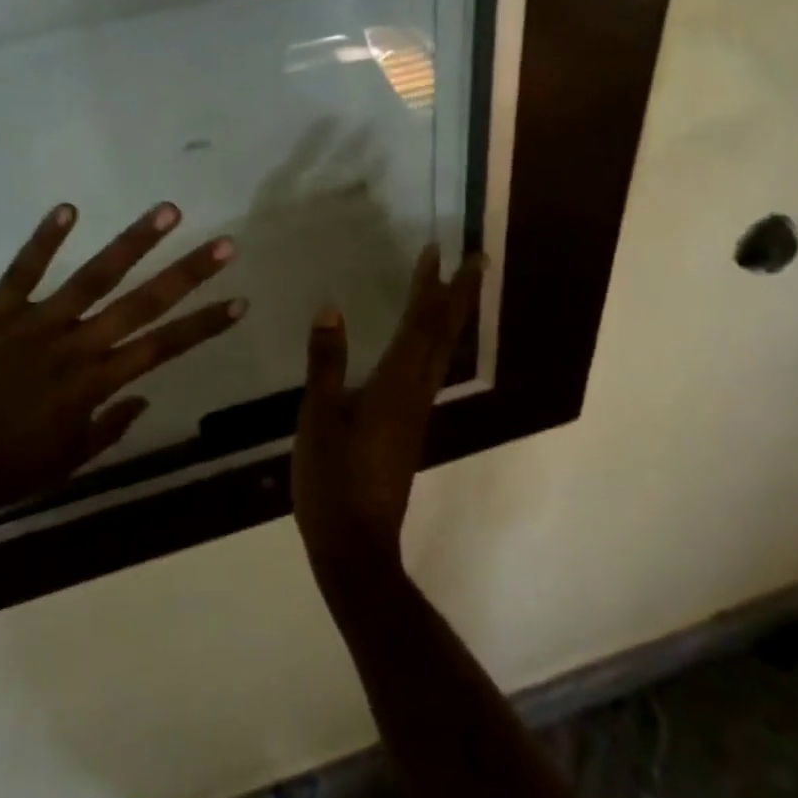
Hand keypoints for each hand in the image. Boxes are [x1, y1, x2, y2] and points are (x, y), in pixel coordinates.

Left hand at [0, 202, 245, 521]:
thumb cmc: (3, 470)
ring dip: (133, 242)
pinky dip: (45, 238)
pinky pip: (23, 269)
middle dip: (188, 274)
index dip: (204, 324)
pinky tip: (69, 207)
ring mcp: (35, 323)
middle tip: (224, 244)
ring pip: (94, 276)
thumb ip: (109, 428)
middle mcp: (76, 346)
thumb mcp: (66, 461)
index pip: (163, 347)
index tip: (239, 301)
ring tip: (167, 211)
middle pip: (142, 304)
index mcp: (94, 384)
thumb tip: (143, 398)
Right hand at [292, 246, 483, 590]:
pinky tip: (421, 345)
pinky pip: (428, 372)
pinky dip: (433, 344)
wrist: (355, 547)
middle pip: (446, 336)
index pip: (420, 324)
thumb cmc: (332, 479)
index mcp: (395, 385)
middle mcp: (416, 394)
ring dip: (452, 318)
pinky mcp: (408, 431)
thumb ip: (326, 363)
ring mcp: (416, 414)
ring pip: (442, 354)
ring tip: (456, 291)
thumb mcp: (318, 417)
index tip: (441, 250)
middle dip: (462, 296)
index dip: (431, 286)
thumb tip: (331, 309)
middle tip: (478, 259)